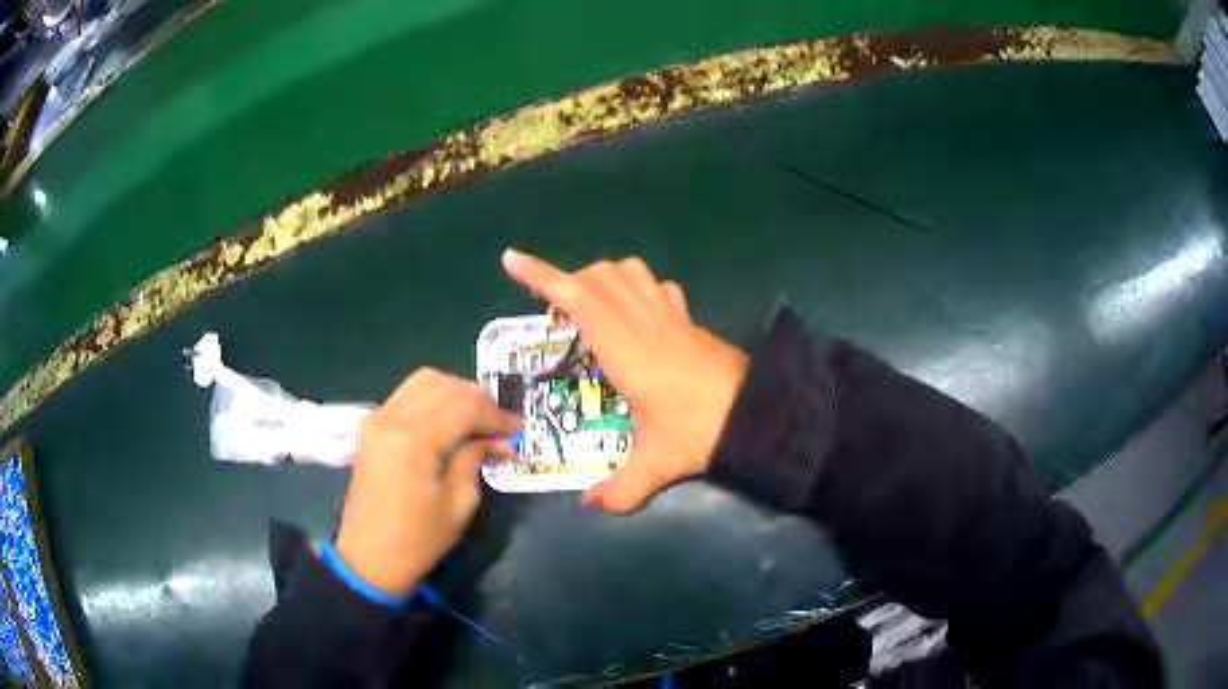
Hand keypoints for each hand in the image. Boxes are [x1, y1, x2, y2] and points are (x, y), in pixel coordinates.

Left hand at [336, 369, 520, 595]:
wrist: (369, 558)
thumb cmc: (418, 540)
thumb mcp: (459, 504)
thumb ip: (475, 459)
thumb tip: (497, 438)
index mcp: (413, 441)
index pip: (464, 406)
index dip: (495, 414)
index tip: (517, 429)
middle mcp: (390, 418)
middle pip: (443, 385)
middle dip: (478, 399)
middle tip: (499, 425)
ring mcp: (376, 418)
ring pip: (424, 381)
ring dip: (455, 393)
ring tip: (476, 419)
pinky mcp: (370, 426)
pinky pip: (407, 395)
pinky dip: (434, 399)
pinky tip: (449, 421)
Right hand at [502, 249, 748, 513]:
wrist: (759, 411)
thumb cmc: (700, 430)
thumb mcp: (656, 463)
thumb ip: (621, 487)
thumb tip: (591, 505)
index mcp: (622, 346)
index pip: (575, 296)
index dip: (540, 275)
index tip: (511, 259)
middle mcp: (642, 319)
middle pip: (597, 275)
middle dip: (567, 283)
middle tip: (555, 317)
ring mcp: (670, 315)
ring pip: (629, 271)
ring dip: (603, 278)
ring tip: (592, 309)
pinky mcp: (690, 320)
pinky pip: (658, 287)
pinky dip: (639, 288)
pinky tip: (638, 314)